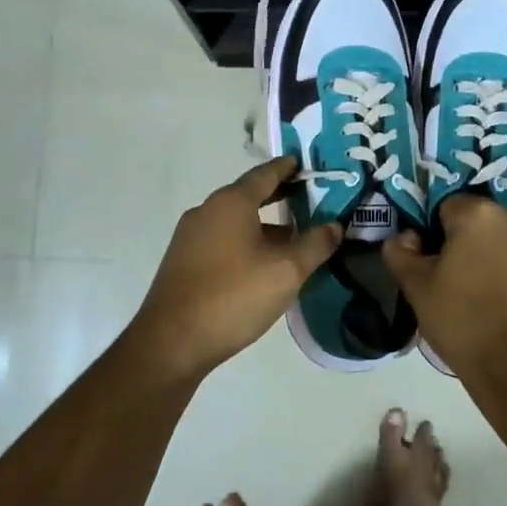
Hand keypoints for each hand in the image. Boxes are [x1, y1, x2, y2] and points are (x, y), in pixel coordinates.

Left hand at [128, 156, 342, 376]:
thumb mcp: (286, 271)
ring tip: (292, 238)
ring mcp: (190, 237)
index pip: (264, 174)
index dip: (286, 168)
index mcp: (231, 203)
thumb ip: (315, 244)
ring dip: (263, 224)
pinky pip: (222, 240)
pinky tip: (261, 265)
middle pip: (248, 195)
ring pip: (235, 221)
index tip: (302, 163)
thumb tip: (334, 225)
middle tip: (306, 197)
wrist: (172, 342)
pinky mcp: (184, 262)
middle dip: (277, 195)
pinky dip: (245, 242)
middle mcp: (207, 211)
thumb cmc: (233, 296)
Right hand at [382, 195, 506, 379]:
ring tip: (502, 297)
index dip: (441, 234)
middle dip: (479, 242)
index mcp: (478, 215)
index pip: (451, 208)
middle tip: (469, 281)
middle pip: (490, 222)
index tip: (441, 262)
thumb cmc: (462, 324)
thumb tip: (405, 236)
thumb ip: (401, 252)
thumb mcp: (417, 289)